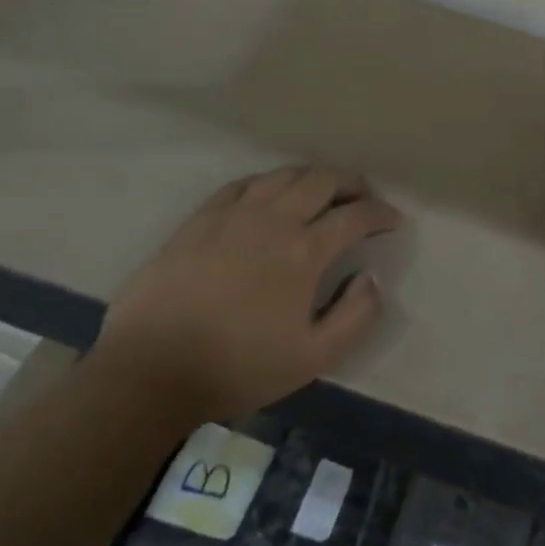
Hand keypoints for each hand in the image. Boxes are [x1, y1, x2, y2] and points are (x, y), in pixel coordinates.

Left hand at [97, 167, 402, 420]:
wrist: (151, 369)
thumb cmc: (237, 367)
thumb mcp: (312, 359)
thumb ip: (355, 317)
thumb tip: (370, 278)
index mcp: (304, 251)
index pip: (355, 216)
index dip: (381, 213)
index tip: (393, 221)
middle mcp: (273, 220)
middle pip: (321, 181)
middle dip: (351, 182)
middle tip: (363, 196)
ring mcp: (233, 214)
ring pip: (283, 175)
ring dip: (312, 177)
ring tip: (323, 191)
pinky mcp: (200, 219)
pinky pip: (242, 184)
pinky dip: (268, 182)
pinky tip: (270, 194)